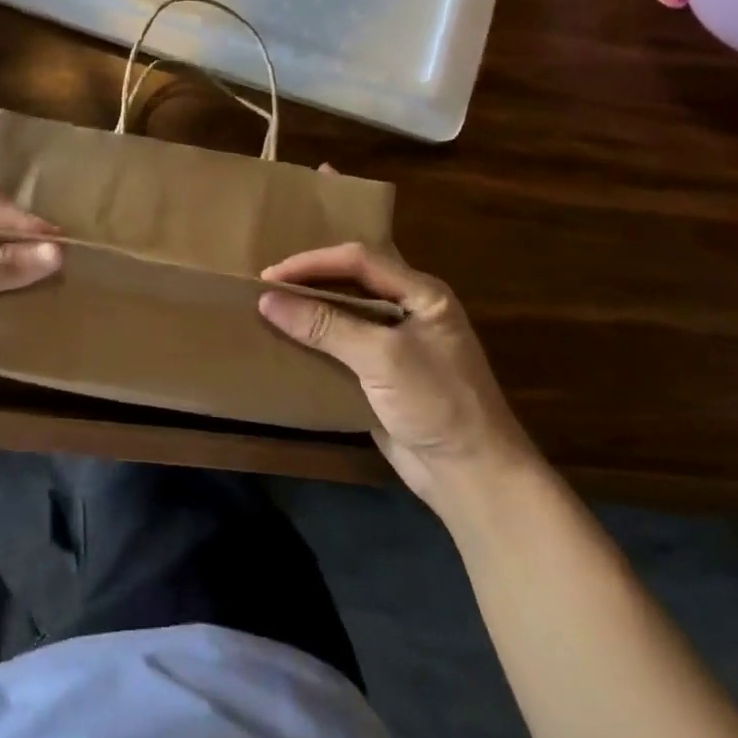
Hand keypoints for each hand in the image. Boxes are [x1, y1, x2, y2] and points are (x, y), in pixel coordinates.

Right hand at [257, 243, 539, 512]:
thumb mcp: (382, 357)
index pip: (359, 261)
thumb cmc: (437, 403)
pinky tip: (288, 344)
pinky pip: (343, 346)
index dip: (313, 263)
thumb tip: (267, 300)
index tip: (270, 275)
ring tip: (270, 310)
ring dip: (309, 310)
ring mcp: (397, 343)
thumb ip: (326, 325)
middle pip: (351, 281)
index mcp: (422, 293)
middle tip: (266, 288)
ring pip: (345, 312)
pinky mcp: (383, 374)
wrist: (472, 477)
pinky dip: (315, 341)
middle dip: (309, 281)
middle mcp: (410, 310)